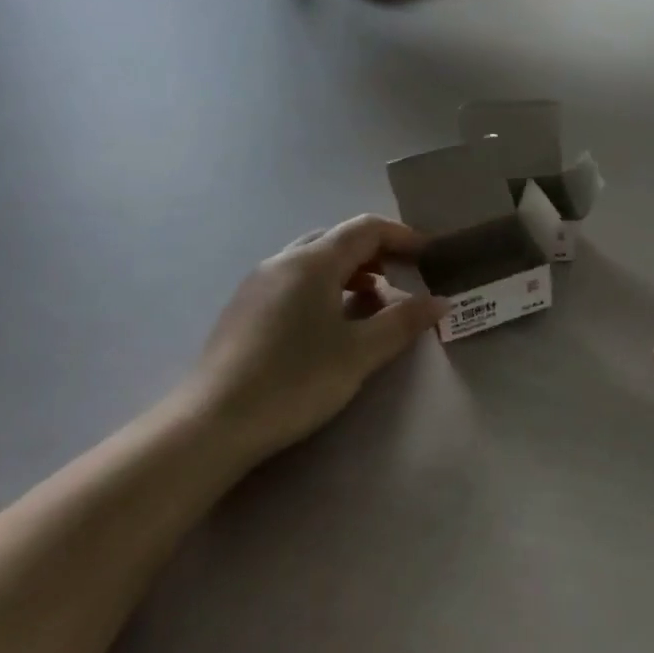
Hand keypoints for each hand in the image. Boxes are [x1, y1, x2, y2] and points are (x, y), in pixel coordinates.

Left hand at [185, 215, 446, 466]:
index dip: (402, 236)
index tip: (430, 255)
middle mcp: (283, 261)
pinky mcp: (244, 308)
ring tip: (372, 305)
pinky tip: (331, 325)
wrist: (213, 424)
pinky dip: (324, 288)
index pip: (365, 228)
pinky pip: (294, 281)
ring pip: (314, 261)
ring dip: (350, 273)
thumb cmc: (295, 381)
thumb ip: (403, 322)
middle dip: (376, 254)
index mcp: (312, 262)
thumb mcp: (360, 353)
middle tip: (404, 280)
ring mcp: (258, 283)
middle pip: (338, 240)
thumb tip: (440, 302)